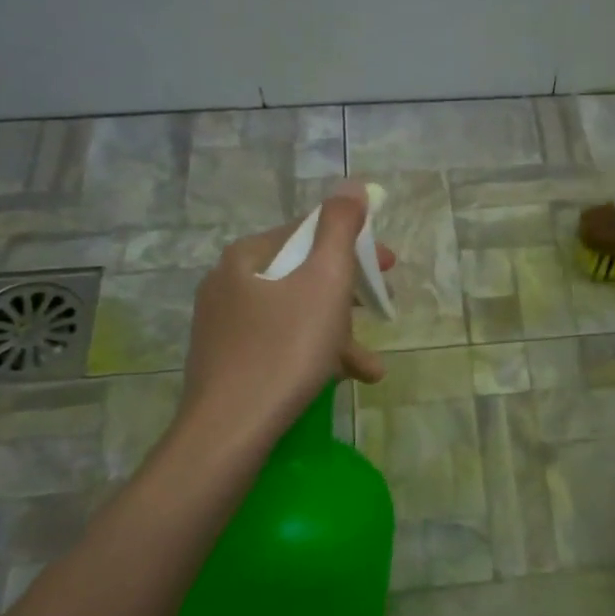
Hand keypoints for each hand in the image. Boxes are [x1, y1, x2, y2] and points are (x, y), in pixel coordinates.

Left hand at [179, 180, 395, 436]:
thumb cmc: (285, 348)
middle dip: (351, 293)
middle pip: (304, 274)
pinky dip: (314, 355)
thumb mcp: (325, 280)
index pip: (309, 232)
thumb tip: (351, 185)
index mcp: (248, 256)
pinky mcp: (227, 363)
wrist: (230, 430)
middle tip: (384, 306)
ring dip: (339, 333)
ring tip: (371, 366)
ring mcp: (224, 326)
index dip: (355, 243)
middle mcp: (229, 283)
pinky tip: (342, 379)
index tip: (389, 265)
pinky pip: (281, 344)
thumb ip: (340, 227)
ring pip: (295, 315)